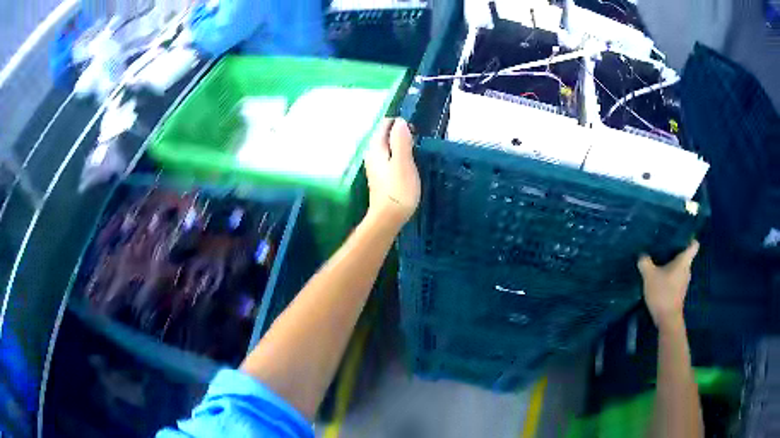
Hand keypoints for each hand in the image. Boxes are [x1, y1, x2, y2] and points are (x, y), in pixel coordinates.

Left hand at [364, 118, 420, 229]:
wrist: (387, 218)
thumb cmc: (398, 190)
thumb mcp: (403, 162)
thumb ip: (401, 141)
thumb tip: (400, 121)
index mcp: (376, 148)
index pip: (385, 124)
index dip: (400, 123)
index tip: (415, 131)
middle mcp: (372, 154)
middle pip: (385, 135)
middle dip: (400, 133)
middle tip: (417, 141)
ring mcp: (375, 166)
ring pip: (387, 147)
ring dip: (400, 145)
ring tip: (415, 151)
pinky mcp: (380, 177)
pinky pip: (389, 158)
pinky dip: (398, 156)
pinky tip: (408, 165)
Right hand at [638, 240, 699, 330]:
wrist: (667, 320)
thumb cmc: (663, 293)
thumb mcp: (649, 276)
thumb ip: (645, 263)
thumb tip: (642, 254)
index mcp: (684, 261)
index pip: (693, 245)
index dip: (689, 238)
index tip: (681, 234)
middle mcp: (687, 270)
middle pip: (685, 256)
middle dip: (676, 251)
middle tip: (664, 246)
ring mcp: (683, 282)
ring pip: (680, 268)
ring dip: (672, 265)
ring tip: (660, 262)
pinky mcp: (679, 293)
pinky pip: (676, 278)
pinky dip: (669, 276)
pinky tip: (659, 278)